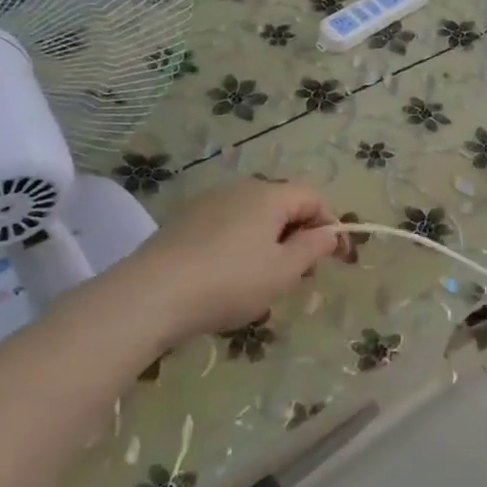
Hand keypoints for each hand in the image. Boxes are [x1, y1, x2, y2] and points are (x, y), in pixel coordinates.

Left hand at [88, 178, 341, 348]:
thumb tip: (330, 233)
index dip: (332, 225)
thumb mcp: (283, 271)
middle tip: (302, 274)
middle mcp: (240, 189)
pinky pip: (227, 227)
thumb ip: (313, 248)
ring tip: (266, 280)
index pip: (314, 198)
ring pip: (254, 217)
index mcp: (269, 195)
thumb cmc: (229, 282)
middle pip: (284, 205)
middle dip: (300, 235)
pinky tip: (231, 278)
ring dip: (271, 242)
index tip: (338, 259)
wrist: (148, 296)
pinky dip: (242, 246)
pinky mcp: (183, 223)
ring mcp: (207, 203)